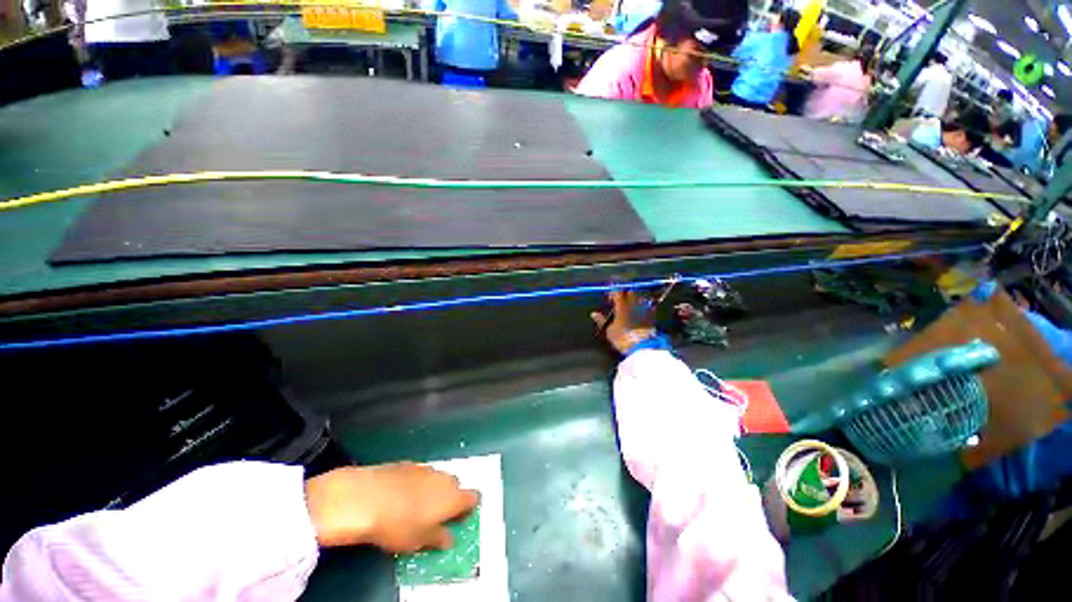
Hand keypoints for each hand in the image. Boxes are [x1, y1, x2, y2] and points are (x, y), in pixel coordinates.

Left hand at [304, 463, 477, 552]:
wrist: (366, 498)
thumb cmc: (397, 525)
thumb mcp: (419, 541)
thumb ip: (439, 538)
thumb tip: (448, 539)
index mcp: (453, 497)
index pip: (473, 499)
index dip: (467, 510)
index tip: (457, 520)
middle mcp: (444, 478)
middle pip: (455, 487)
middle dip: (448, 499)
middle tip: (434, 517)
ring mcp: (427, 468)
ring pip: (437, 479)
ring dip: (432, 490)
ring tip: (414, 507)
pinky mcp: (409, 463)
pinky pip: (420, 474)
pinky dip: (416, 484)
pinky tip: (400, 496)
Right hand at [590, 289, 656, 354]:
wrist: (642, 346)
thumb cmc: (623, 338)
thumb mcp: (609, 330)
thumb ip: (601, 320)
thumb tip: (594, 314)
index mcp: (622, 304)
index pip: (617, 291)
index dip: (612, 293)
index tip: (609, 299)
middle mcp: (634, 302)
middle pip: (629, 291)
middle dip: (624, 293)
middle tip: (620, 300)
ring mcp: (644, 307)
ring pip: (640, 296)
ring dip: (634, 298)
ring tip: (630, 305)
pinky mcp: (652, 314)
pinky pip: (649, 305)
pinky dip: (644, 306)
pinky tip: (640, 312)